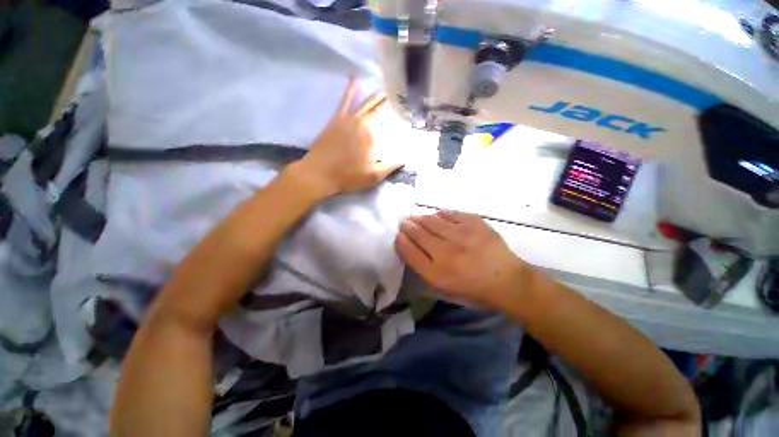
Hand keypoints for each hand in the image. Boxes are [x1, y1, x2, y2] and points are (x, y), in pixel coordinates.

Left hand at [295, 78, 402, 197]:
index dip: (398, 110)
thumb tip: (405, 158)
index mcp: (371, 134)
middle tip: (400, 93)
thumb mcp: (373, 177)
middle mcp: (361, 121)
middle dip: (390, 99)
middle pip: (378, 106)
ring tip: (387, 87)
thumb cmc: (348, 176)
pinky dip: (351, 90)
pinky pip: (345, 101)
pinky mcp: (336, 119)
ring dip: (376, 94)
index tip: (407, 107)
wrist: (319, 174)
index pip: (387, 116)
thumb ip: (391, 166)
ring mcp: (347, 118)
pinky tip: (355, 79)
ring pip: (365, 101)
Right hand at [395, 210, 529, 309]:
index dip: (401, 240)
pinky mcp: (475, 223)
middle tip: (405, 222)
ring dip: (421, 218)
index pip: (409, 251)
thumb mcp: (444, 287)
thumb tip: (410, 245)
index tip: (399, 235)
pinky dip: (440, 214)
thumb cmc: (472, 288)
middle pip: (418, 233)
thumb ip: (424, 267)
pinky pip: (450, 213)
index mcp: (437, 273)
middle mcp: (446, 252)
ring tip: (417, 217)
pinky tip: (437, 215)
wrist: (507, 280)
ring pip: (432, 220)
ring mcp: (461, 235)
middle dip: (408, 226)